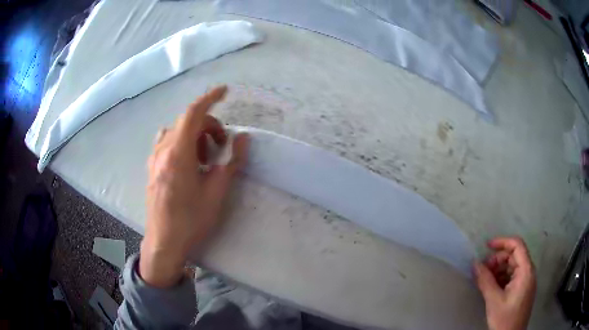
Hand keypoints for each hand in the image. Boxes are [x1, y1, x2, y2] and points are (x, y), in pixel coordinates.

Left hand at [139, 86, 248, 287]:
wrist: (164, 242)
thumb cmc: (191, 220)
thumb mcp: (217, 193)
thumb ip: (231, 162)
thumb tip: (243, 138)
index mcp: (178, 154)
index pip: (193, 114)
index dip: (210, 98)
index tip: (225, 91)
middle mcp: (162, 150)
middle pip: (186, 122)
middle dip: (208, 126)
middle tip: (222, 146)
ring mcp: (154, 159)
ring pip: (175, 131)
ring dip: (194, 135)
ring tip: (205, 158)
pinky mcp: (152, 168)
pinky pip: (167, 143)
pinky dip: (182, 143)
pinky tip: (190, 164)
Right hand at [474, 237, 535, 329]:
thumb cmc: (505, 319)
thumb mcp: (494, 300)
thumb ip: (485, 281)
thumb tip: (475, 263)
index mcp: (526, 271)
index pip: (517, 246)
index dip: (502, 242)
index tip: (486, 246)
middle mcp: (528, 272)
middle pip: (514, 256)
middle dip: (497, 260)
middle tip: (482, 270)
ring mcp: (526, 281)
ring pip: (512, 267)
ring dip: (498, 270)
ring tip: (485, 280)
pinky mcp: (522, 290)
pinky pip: (512, 277)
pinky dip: (501, 278)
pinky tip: (491, 287)